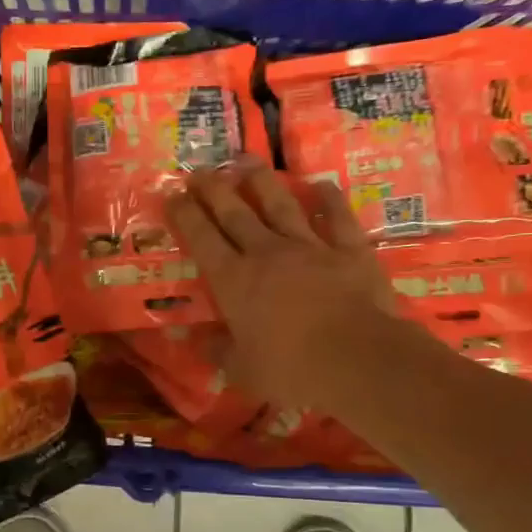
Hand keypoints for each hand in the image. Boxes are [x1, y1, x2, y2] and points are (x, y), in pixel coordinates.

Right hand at [165, 163, 409, 413]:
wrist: (359, 360)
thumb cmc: (292, 369)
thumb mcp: (243, 371)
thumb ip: (218, 351)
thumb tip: (196, 341)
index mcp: (234, 281)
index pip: (202, 239)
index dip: (185, 215)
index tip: (172, 194)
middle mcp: (267, 254)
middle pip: (235, 213)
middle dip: (213, 189)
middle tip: (198, 170)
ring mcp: (310, 247)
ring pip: (281, 205)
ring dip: (262, 181)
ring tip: (246, 160)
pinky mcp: (349, 251)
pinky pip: (337, 219)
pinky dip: (330, 200)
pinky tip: (322, 185)